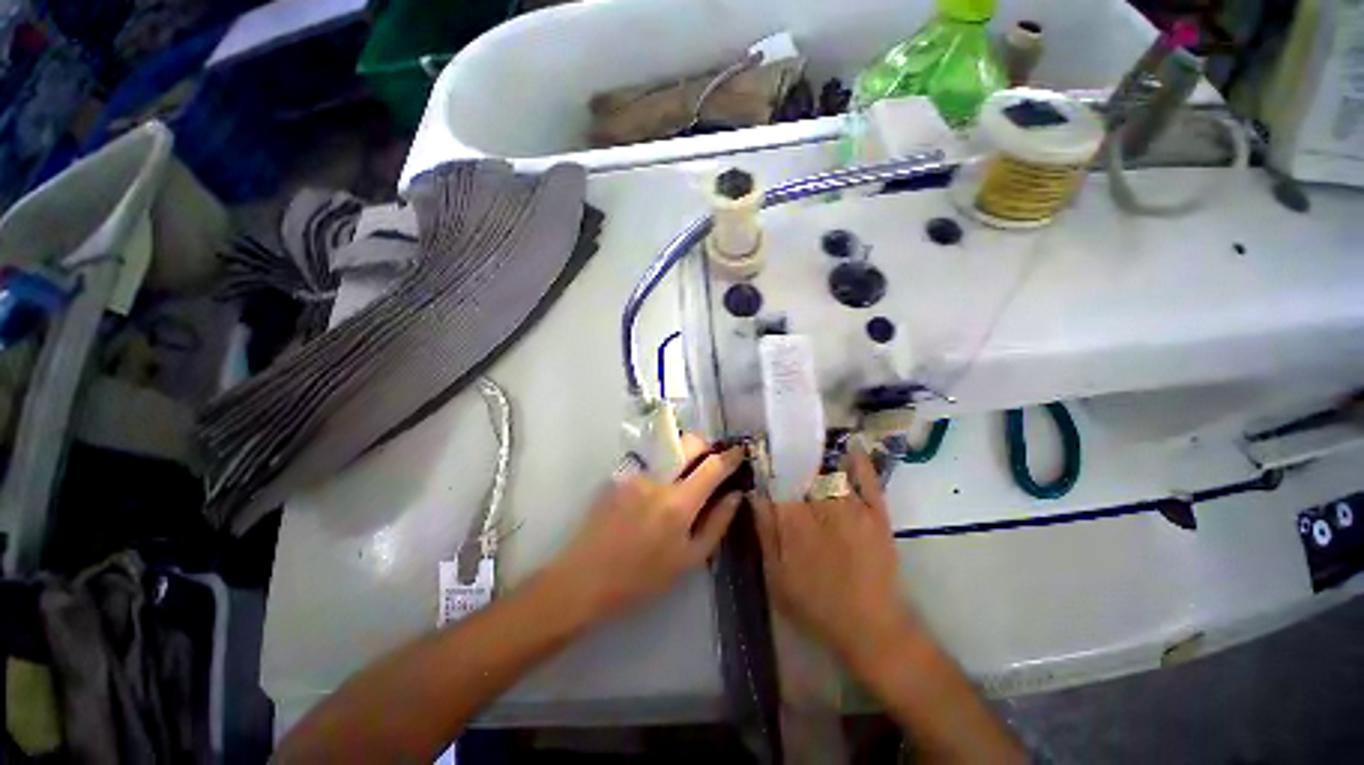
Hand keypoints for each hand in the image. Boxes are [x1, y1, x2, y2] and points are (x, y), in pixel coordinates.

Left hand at [549, 434, 743, 620]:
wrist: (585, 578)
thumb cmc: (642, 578)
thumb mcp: (688, 560)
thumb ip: (717, 523)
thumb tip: (736, 495)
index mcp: (678, 504)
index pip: (712, 467)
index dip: (730, 456)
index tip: (739, 452)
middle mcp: (658, 479)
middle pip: (690, 442)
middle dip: (707, 445)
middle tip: (712, 461)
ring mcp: (636, 473)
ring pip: (669, 449)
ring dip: (683, 454)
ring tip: (685, 476)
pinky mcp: (619, 474)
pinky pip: (650, 461)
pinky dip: (662, 467)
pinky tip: (655, 490)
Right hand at [753, 446, 918, 665]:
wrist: (870, 627)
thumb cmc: (814, 604)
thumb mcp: (776, 575)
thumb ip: (764, 531)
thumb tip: (754, 493)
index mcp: (794, 520)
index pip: (776, 480)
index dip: (768, 463)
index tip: (761, 450)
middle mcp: (822, 505)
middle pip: (802, 469)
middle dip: (791, 452)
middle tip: (782, 440)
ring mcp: (852, 507)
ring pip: (830, 469)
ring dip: (818, 451)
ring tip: (807, 437)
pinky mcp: (877, 513)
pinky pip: (867, 479)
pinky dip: (858, 460)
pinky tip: (849, 445)